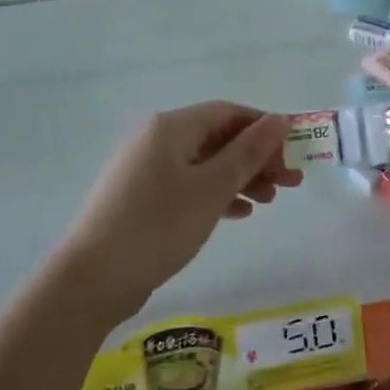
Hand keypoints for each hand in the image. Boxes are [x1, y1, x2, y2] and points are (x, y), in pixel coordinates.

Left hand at [57, 102, 300, 316]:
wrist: (94, 277)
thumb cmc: (159, 225)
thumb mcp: (212, 187)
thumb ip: (248, 152)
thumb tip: (280, 120)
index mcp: (171, 127)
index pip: (228, 112)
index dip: (264, 128)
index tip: (295, 151)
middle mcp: (155, 140)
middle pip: (217, 138)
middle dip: (256, 157)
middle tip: (291, 183)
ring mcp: (145, 171)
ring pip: (204, 165)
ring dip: (240, 178)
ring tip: (270, 202)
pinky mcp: (140, 200)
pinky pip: (187, 187)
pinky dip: (215, 195)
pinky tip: (239, 213)